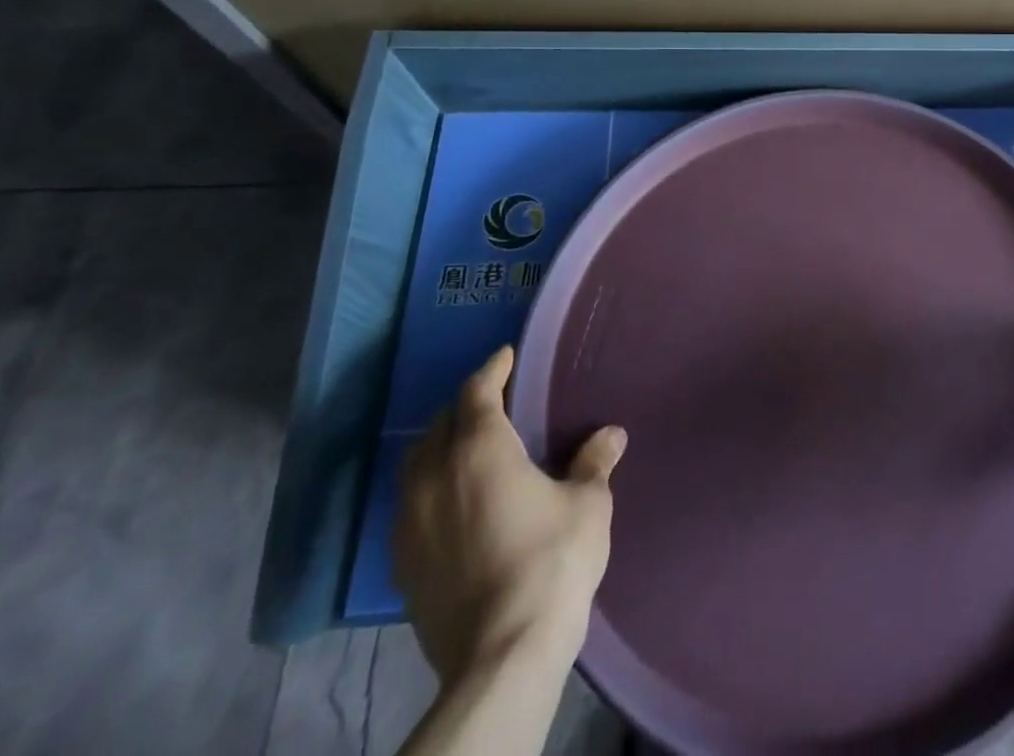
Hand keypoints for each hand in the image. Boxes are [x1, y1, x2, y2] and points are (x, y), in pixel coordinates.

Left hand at [394, 345, 626, 683]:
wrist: (501, 657)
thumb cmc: (550, 561)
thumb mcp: (587, 505)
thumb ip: (594, 463)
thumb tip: (611, 435)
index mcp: (479, 451)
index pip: (477, 392)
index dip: (493, 369)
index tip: (506, 357)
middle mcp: (435, 478)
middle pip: (439, 425)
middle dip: (465, 407)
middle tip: (495, 403)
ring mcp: (410, 524)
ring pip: (416, 466)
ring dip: (441, 447)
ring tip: (470, 450)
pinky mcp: (402, 566)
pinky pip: (410, 506)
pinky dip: (430, 489)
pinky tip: (455, 504)